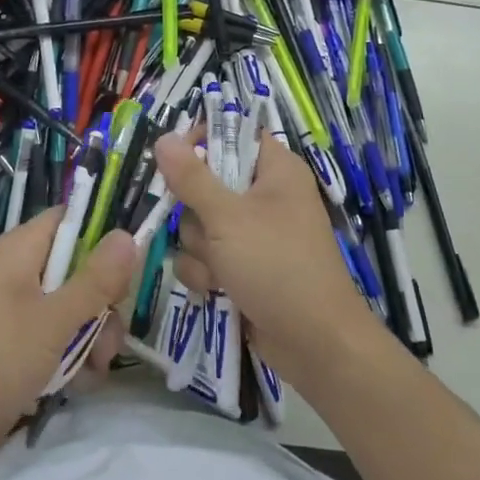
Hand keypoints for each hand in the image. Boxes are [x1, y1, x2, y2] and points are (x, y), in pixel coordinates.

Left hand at [0, 208, 139, 475]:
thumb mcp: (51, 320)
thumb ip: (94, 281)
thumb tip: (129, 234)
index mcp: (23, 251)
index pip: (72, 220)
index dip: (105, 232)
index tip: (134, 261)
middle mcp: (22, 275)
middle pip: (81, 270)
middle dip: (103, 303)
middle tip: (110, 333)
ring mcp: (19, 314)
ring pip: (75, 311)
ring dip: (93, 339)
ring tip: (95, 368)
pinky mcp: (18, 350)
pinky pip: (59, 343)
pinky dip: (73, 361)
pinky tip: (79, 386)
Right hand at [154, 132, 380, 385]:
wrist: (315, 344)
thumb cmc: (277, 266)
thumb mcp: (228, 217)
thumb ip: (191, 178)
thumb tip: (164, 138)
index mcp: (275, 170)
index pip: (233, 134)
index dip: (202, 142)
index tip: (175, 159)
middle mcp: (265, 196)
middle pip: (207, 183)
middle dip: (196, 212)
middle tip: (207, 227)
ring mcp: (254, 234)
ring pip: (200, 224)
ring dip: (200, 249)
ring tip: (220, 269)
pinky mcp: (244, 267)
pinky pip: (207, 256)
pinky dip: (206, 273)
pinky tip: (216, 290)